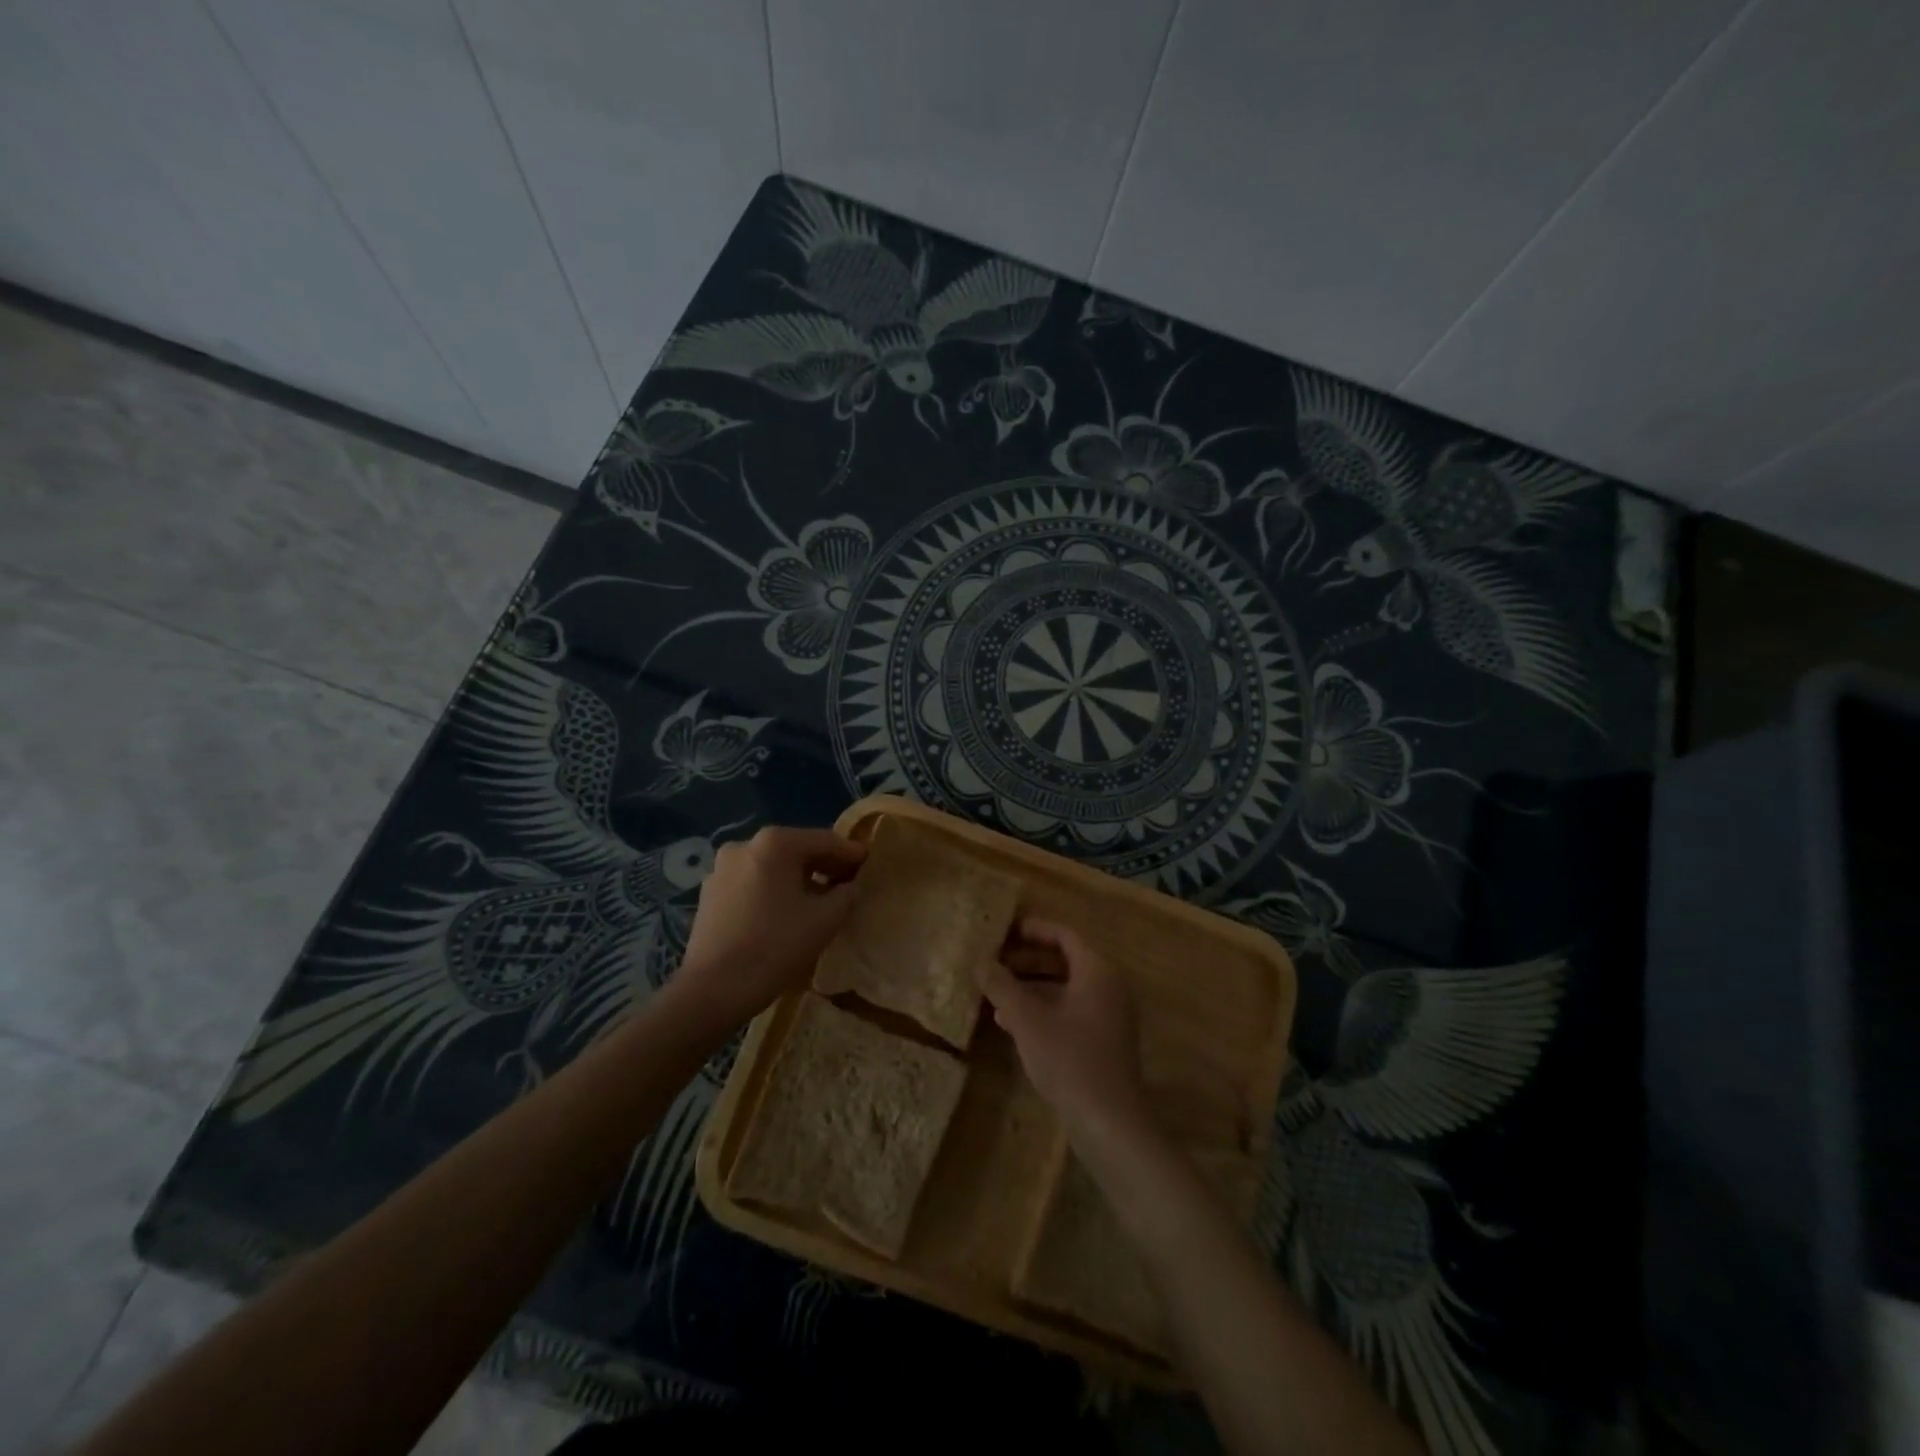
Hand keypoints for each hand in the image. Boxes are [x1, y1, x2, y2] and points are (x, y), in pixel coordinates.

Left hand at [675, 826, 865, 1027]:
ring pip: (772, 867)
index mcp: (775, 843)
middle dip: (823, 865)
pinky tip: (784, 914)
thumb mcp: (825, 920)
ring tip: (818, 901)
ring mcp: (722, 868)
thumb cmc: (775, 947)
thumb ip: (846, 895)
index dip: (850, 853)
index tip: (868, 864)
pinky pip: (752, 883)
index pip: (825, 840)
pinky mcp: (709, 893)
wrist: (712, 990)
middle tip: (847, 883)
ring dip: (797, 879)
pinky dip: (772, 891)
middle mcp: (745, 845)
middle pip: (796, 850)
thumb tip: (850, 887)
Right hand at [981, 917, 1149, 1145]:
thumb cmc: (1069, 1059)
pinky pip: (1070, 1011)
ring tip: (994, 992)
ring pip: (1065, 988)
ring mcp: (1109, 1016)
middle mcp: (1108, 987)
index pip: (1065, 935)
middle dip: (1027, 960)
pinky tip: (1010, 1023)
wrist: (1109, 1123)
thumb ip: (1002, 986)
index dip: (1034, 929)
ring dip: (1031, 987)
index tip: (1004, 930)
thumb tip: (979, 960)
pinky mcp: (1103, 1042)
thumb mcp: (1027, 1020)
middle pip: (1065, 960)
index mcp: (1097, 971)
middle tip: (994, 960)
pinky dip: (1042, 1009)